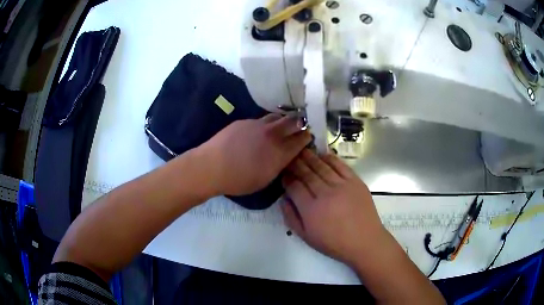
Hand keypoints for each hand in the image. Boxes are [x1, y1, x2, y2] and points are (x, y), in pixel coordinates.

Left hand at [200, 114, 311, 195]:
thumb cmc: (238, 180)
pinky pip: (261, 119)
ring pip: (278, 116)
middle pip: (295, 121)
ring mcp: (258, 124)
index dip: (308, 136)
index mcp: (280, 152)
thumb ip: (279, 165)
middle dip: (301, 122)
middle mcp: (273, 134)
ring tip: (282, 126)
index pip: (302, 139)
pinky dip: (267, 123)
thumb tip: (286, 156)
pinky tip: (261, 131)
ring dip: (284, 120)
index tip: (309, 137)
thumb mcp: (265, 179)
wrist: (211, 166)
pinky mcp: (245, 121)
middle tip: (301, 126)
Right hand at [281, 149, 388, 266]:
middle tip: (289, 156)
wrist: (364, 241)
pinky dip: (330, 159)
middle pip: (306, 173)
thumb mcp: (306, 237)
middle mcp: (325, 194)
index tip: (283, 173)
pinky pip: (340, 166)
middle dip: (296, 164)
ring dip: (310, 157)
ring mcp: (341, 186)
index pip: (294, 187)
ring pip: (322, 167)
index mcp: (311, 209)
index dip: (287, 178)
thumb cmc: (334, 243)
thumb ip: (291, 218)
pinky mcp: (355, 182)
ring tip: (302, 151)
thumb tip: (283, 200)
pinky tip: (323, 155)